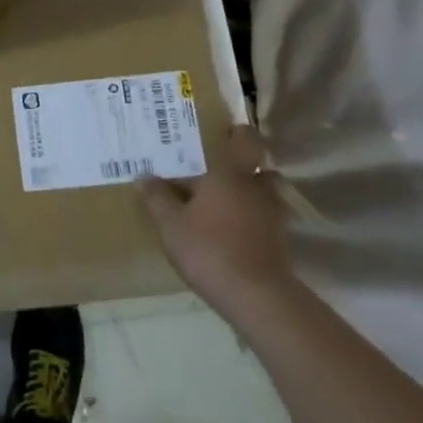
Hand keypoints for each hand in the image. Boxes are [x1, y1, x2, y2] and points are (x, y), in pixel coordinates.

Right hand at [140, 124, 289, 309]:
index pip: (242, 140)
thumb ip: (157, 198)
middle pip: (259, 167)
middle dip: (243, 166)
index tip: (225, 128)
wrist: (256, 295)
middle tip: (218, 171)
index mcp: (229, 174)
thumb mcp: (170, 224)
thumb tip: (144, 177)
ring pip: (264, 193)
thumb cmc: (208, 248)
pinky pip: (265, 218)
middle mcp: (256, 188)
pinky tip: (231, 231)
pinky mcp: (279, 240)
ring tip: (223, 203)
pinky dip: (252, 219)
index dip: (237, 131)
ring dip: (250, 194)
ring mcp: (272, 214)